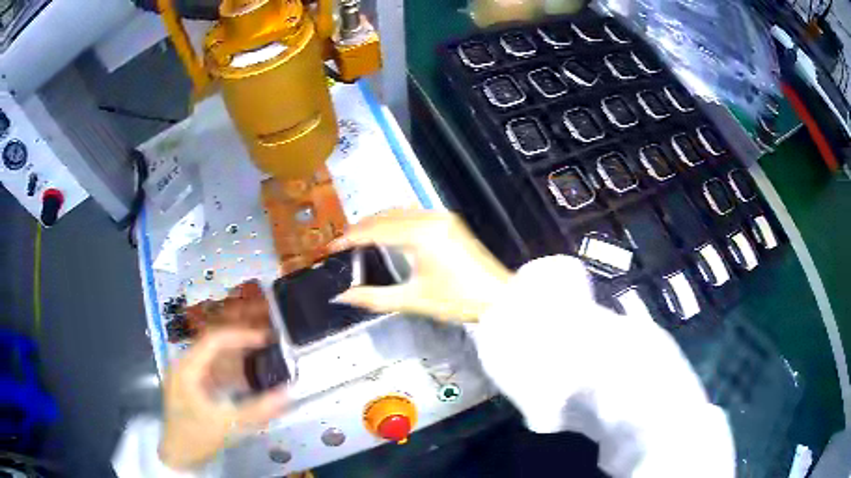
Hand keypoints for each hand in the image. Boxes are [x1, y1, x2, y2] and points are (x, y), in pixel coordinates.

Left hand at [159, 328, 287, 469]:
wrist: (179, 456)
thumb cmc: (197, 437)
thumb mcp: (228, 425)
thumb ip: (258, 410)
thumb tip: (288, 394)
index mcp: (187, 367)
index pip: (215, 339)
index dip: (241, 335)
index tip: (266, 338)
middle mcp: (184, 364)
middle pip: (215, 344)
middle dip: (242, 344)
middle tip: (270, 345)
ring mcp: (187, 374)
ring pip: (215, 357)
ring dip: (238, 357)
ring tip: (264, 357)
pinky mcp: (192, 384)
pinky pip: (214, 370)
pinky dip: (231, 371)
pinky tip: (248, 378)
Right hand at [330, 210, 512, 321]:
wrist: (498, 297)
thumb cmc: (457, 300)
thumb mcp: (413, 300)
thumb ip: (374, 298)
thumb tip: (343, 296)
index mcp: (420, 235)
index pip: (375, 230)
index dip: (351, 238)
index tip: (332, 246)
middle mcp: (430, 218)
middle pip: (385, 215)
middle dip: (362, 227)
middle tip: (343, 242)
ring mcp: (442, 218)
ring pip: (400, 211)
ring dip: (378, 220)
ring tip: (361, 237)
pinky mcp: (449, 222)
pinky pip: (414, 212)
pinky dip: (395, 219)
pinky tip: (389, 230)